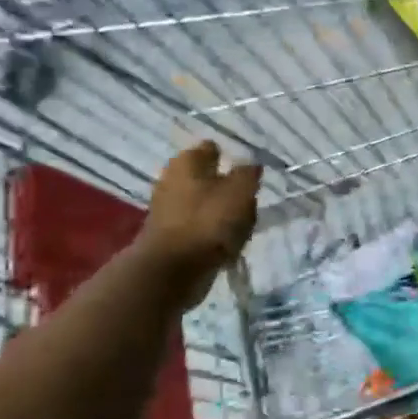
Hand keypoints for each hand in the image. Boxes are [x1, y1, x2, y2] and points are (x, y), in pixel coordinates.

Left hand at [141, 141, 260, 308]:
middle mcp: (172, 179)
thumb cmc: (208, 221)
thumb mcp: (241, 191)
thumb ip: (248, 174)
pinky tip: (226, 244)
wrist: (172, 270)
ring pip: (205, 204)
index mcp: (187, 161)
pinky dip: (212, 233)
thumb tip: (250, 165)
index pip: (211, 149)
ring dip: (222, 213)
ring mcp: (167, 208)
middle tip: (248, 203)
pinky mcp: (168, 235)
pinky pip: (199, 227)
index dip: (231, 158)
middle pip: (208, 178)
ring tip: (242, 228)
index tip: (249, 174)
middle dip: (228, 188)